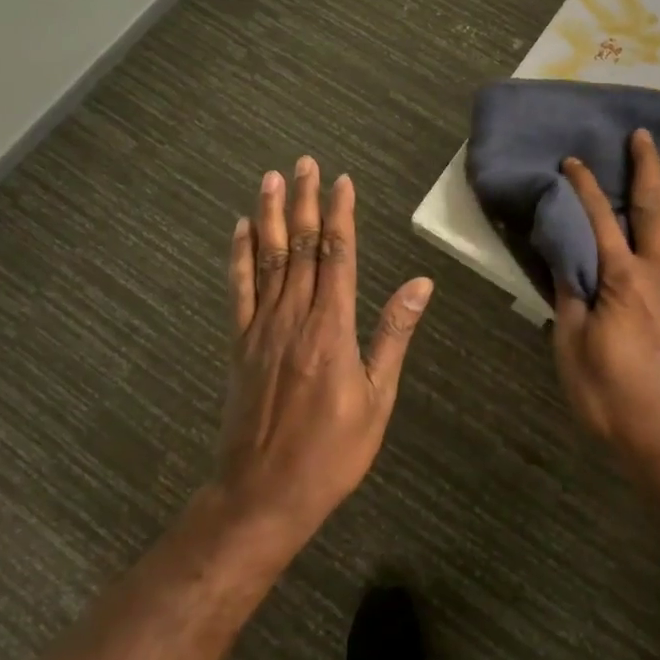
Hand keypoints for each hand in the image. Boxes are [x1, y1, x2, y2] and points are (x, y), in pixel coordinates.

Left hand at [221, 157, 433, 540]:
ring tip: (272, 179)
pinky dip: (240, 256)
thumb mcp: (377, 399)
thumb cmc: (331, 452)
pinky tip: (241, 230)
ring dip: (271, 216)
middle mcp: (294, 318)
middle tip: (304, 163)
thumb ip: (393, 335)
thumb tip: (420, 284)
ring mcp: (261, 328)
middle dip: (306, 202)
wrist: (262, 495)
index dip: (340, 215)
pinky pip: (239, 290)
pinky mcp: (240, 343)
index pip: (338, 256)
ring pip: (269, 259)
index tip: (342, 181)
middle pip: (302, 247)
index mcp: (331, 329)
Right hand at [552, 129, 659, 486]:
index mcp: (621, 280)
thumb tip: (564, 260)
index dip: (583, 187)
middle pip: (652, 209)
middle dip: (646, 169)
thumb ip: (571, 302)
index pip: (597, 221)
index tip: (574, 161)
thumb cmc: (616, 401)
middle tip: (644, 136)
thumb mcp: (573, 354)